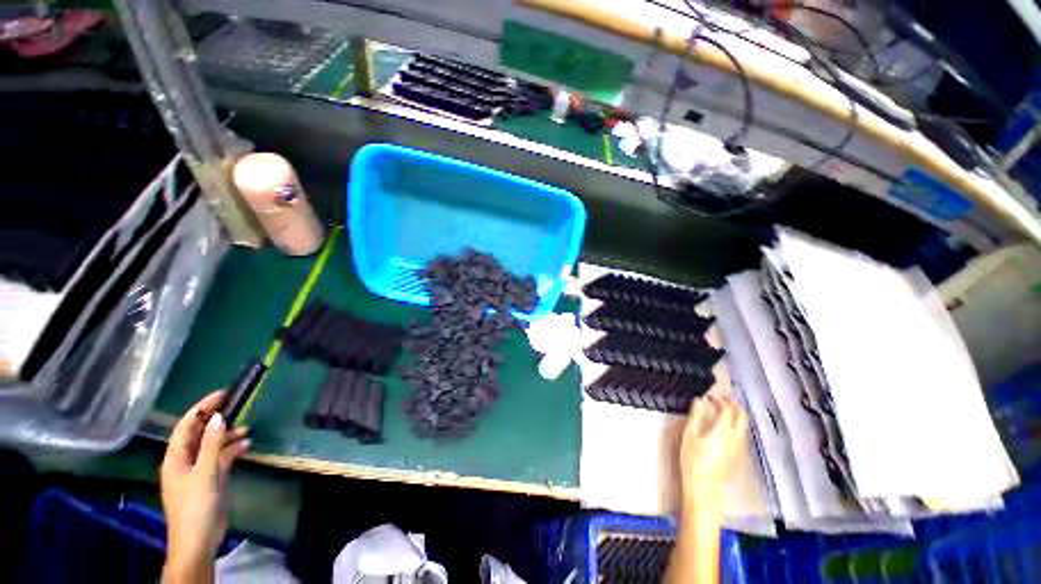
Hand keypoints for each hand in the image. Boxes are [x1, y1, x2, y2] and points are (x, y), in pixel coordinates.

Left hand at [160, 391, 249, 581]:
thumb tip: (219, 417)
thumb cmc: (197, 504)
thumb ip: (213, 445)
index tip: (222, 394)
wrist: (198, 539)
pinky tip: (246, 446)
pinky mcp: (209, 480)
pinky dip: (232, 450)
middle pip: (199, 434)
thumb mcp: (206, 472)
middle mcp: (184, 461)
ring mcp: (197, 471)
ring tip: (246, 428)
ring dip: (226, 435)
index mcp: (176, 458)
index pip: (186, 426)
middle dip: (215, 419)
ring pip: (211, 445)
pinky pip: (220, 458)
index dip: (202, 408)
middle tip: (236, 405)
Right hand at [679, 395, 747, 502]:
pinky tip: (724, 426)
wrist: (704, 485)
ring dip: (736, 414)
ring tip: (722, 410)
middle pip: (742, 416)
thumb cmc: (693, 458)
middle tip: (721, 399)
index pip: (728, 409)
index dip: (720, 400)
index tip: (710, 396)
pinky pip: (741, 434)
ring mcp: (739, 446)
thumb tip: (700, 400)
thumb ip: (696, 415)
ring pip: (744, 425)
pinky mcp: (738, 454)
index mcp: (723, 430)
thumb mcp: (690, 434)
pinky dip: (735, 424)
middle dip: (733, 405)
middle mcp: (736, 437)